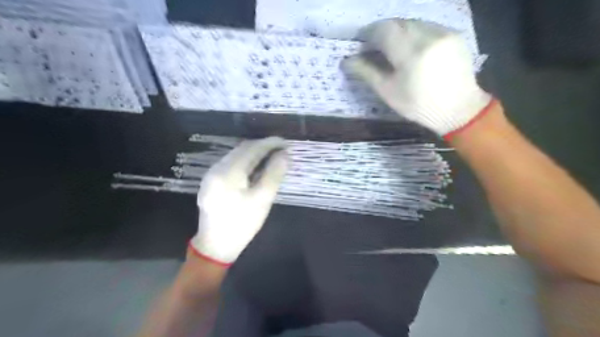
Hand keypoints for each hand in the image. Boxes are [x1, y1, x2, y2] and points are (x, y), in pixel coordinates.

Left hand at [188, 137, 288, 266]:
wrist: (215, 246)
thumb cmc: (242, 224)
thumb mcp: (262, 200)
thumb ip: (274, 174)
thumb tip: (285, 155)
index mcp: (228, 172)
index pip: (252, 149)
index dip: (270, 143)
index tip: (285, 143)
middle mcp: (217, 168)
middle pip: (242, 149)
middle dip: (262, 146)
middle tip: (281, 150)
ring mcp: (211, 174)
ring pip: (236, 155)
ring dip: (254, 153)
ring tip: (272, 157)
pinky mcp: (211, 180)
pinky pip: (231, 163)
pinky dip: (246, 161)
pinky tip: (255, 167)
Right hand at [345, 19, 494, 138]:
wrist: (458, 109)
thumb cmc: (418, 106)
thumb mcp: (388, 92)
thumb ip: (367, 72)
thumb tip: (346, 61)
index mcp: (410, 54)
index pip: (384, 30)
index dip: (369, 34)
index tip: (362, 44)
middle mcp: (428, 36)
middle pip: (398, 23)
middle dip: (384, 32)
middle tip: (376, 47)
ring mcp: (443, 33)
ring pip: (413, 23)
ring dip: (400, 32)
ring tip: (394, 49)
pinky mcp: (454, 34)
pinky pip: (428, 26)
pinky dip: (415, 34)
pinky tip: (414, 50)